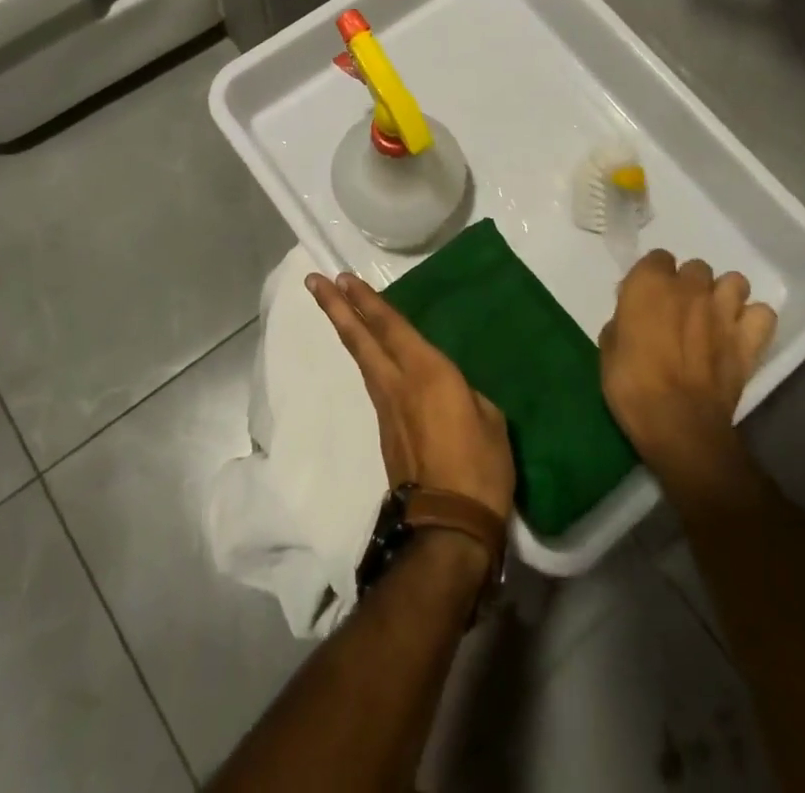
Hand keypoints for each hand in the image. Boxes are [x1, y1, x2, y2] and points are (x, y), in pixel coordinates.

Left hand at [308, 272, 516, 521]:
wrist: (448, 527)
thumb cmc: (479, 467)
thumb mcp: (489, 418)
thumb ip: (464, 393)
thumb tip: (451, 391)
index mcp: (427, 371)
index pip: (391, 326)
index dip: (367, 300)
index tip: (343, 278)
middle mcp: (398, 383)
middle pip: (360, 338)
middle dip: (337, 307)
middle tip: (315, 281)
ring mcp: (387, 408)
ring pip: (362, 358)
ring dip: (347, 329)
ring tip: (337, 308)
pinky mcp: (385, 431)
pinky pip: (373, 381)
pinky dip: (366, 358)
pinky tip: (370, 354)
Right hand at [598, 251, 776, 473]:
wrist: (677, 423)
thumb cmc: (631, 384)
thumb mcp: (609, 347)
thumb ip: (623, 319)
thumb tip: (634, 316)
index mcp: (649, 283)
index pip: (656, 258)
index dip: (652, 277)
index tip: (647, 299)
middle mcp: (689, 287)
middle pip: (696, 268)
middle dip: (689, 285)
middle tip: (679, 312)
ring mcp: (724, 311)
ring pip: (734, 281)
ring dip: (724, 295)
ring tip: (713, 318)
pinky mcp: (749, 339)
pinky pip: (763, 314)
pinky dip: (753, 321)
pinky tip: (740, 335)